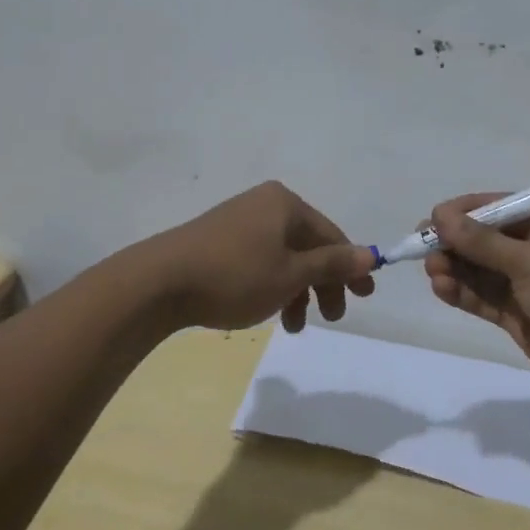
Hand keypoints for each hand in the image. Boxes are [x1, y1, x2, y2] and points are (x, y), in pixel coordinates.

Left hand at [144, 181, 375, 332]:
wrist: (159, 282)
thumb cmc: (235, 276)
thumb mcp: (291, 274)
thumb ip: (332, 264)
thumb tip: (370, 255)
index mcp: (285, 204)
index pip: (332, 235)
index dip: (350, 267)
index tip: (363, 298)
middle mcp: (264, 205)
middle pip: (307, 246)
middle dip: (321, 285)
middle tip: (329, 317)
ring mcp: (238, 221)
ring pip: (282, 258)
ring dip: (296, 291)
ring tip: (291, 326)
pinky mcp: (217, 240)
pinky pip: (259, 260)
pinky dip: (271, 285)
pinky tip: (265, 310)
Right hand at [422, 193, 529, 405]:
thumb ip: (482, 242)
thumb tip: (440, 216)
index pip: (499, 207)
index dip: (463, 213)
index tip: (431, 221)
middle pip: (485, 240)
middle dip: (455, 244)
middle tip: (424, 250)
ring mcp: (528, 284)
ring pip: (481, 270)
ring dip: (455, 269)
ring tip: (434, 274)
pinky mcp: (520, 316)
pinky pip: (485, 298)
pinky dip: (463, 293)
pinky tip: (442, 289)